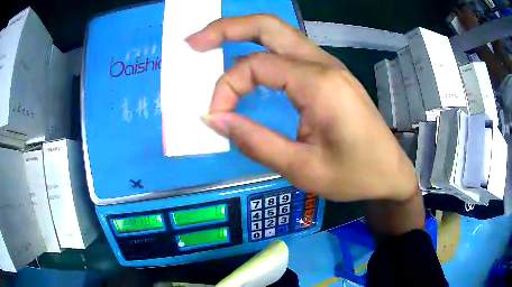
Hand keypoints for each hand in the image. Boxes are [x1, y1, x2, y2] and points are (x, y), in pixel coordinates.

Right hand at [187, 15, 417, 201]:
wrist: (390, 172)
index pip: (256, 66)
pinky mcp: (328, 75)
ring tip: (209, 45)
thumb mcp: (302, 169)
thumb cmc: (354, 175)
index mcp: (319, 83)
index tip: (215, 117)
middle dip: (226, 29)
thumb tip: (214, 120)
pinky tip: (245, 63)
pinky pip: (288, 52)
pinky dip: (260, 51)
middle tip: (194, 43)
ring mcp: (328, 66)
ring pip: (278, 34)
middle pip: (268, 26)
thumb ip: (255, 142)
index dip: (226, 88)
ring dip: (242, 34)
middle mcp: (323, 64)